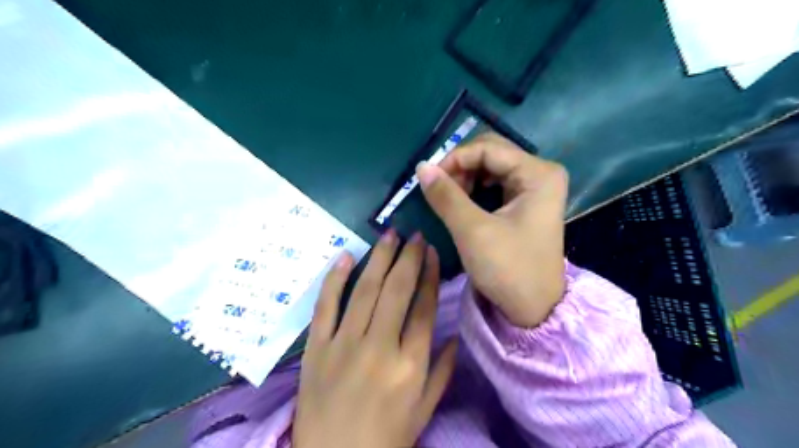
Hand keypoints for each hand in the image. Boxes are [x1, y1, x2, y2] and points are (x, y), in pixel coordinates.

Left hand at [292, 232, 458, 446]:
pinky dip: (334, 278)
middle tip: (414, 234)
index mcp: (410, 364)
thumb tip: (455, 335)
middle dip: (408, 257)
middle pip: (397, 290)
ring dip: (379, 258)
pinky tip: (346, 256)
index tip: (431, 251)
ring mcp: (344, 344)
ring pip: (365, 290)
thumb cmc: (385, 438)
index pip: (423, 307)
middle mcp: (378, 347)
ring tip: (389, 234)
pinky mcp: (316, 347)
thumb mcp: (424, 411)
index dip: (429, 275)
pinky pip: (325, 305)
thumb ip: (443, 371)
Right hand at [419, 131, 566, 324]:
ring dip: (465, 178)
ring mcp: (536, 188)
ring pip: (491, 168)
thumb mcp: (472, 231)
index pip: (487, 149)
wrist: (534, 309)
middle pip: (491, 154)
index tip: (429, 179)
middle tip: (439, 189)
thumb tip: (421, 167)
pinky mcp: (527, 202)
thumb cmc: (508, 269)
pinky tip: (462, 202)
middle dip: (460, 167)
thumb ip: (446, 195)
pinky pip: (496, 183)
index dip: (454, 159)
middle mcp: (541, 173)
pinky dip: (475, 189)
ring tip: (448, 198)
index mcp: (538, 173)